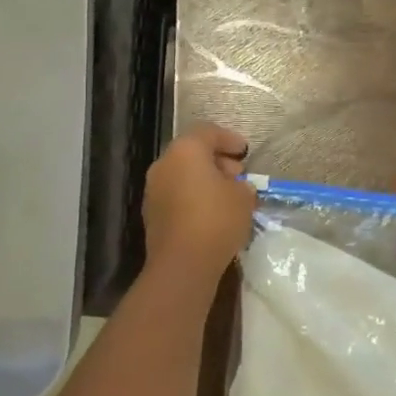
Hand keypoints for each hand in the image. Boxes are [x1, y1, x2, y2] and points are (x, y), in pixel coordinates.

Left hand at [142, 124, 255, 280]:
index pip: (207, 132)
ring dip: (204, 180)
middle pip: (191, 152)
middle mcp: (164, 164)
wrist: (182, 263)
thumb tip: (237, 187)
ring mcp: (153, 189)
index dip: (228, 138)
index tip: (244, 151)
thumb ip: (242, 185)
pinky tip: (211, 213)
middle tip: (238, 174)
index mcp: (185, 151)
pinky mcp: (151, 213)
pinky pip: (176, 194)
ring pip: (182, 174)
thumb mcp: (243, 198)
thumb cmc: (216, 220)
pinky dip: (193, 196)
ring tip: (228, 195)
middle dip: (216, 160)